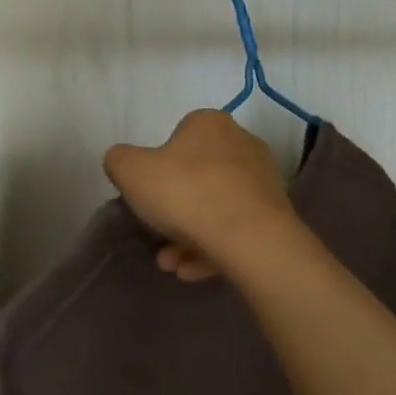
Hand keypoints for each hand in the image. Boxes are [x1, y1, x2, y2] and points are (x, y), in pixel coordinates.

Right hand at [103, 110, 298, 281]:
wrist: (249, 237)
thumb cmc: (185, 193)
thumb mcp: (130, 171)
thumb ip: (119, 161)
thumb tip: (123, 163)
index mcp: (210, 123)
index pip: (178, 137)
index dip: (158, 166)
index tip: (148, 194)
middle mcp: (242, 144)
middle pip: (198, 177)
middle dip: (174, 210)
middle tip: (158, 235)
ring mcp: (263, 181)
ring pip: (216, 208)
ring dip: (190, 236)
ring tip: (172, 264)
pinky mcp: (275, 215)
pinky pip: (235, 230)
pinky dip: (213, 249)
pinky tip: (192, 270)